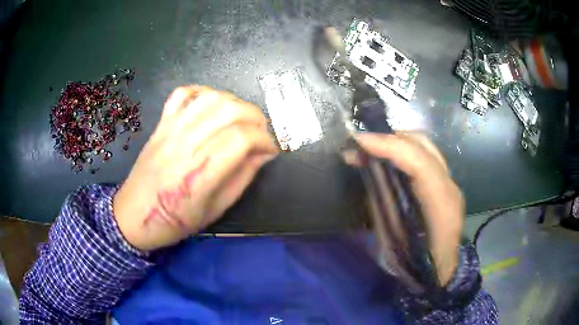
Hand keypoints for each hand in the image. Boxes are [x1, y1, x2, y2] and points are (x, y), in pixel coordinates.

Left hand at [113, 86, 278, 250]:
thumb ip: (242, 178)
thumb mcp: (215, 210)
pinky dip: (203, 92)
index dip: (265, 140)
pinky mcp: (161, 124)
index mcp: (199, 174)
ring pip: (210, 98)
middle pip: (229, 111)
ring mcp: (170, 130)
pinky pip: (183, 93)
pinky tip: (213, 105)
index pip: (241, 139)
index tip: (271, 150)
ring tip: (242, 118)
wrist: (134, 215)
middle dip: (256, 117)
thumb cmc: (175, 221)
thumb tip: (263, 154)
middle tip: (261, 133)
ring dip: (235, 103)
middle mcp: (185, 145)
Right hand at [343, 132, 463, 285]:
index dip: (390, 146)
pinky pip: (425, 156)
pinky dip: (404, 151)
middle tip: (361, 145)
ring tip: (371, 149)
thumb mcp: (391, 240)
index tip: (359, 141)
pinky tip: (388, 158)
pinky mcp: (446, 184)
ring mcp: (451, 184)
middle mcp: (450, 189)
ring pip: (425, 146)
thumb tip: (365, 171)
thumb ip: (381, 203)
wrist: (439, 272)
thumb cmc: (413, 265)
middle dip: (390, 138)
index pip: (420, 163)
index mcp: (441, 208)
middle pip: (424, 145)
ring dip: (396, 142)